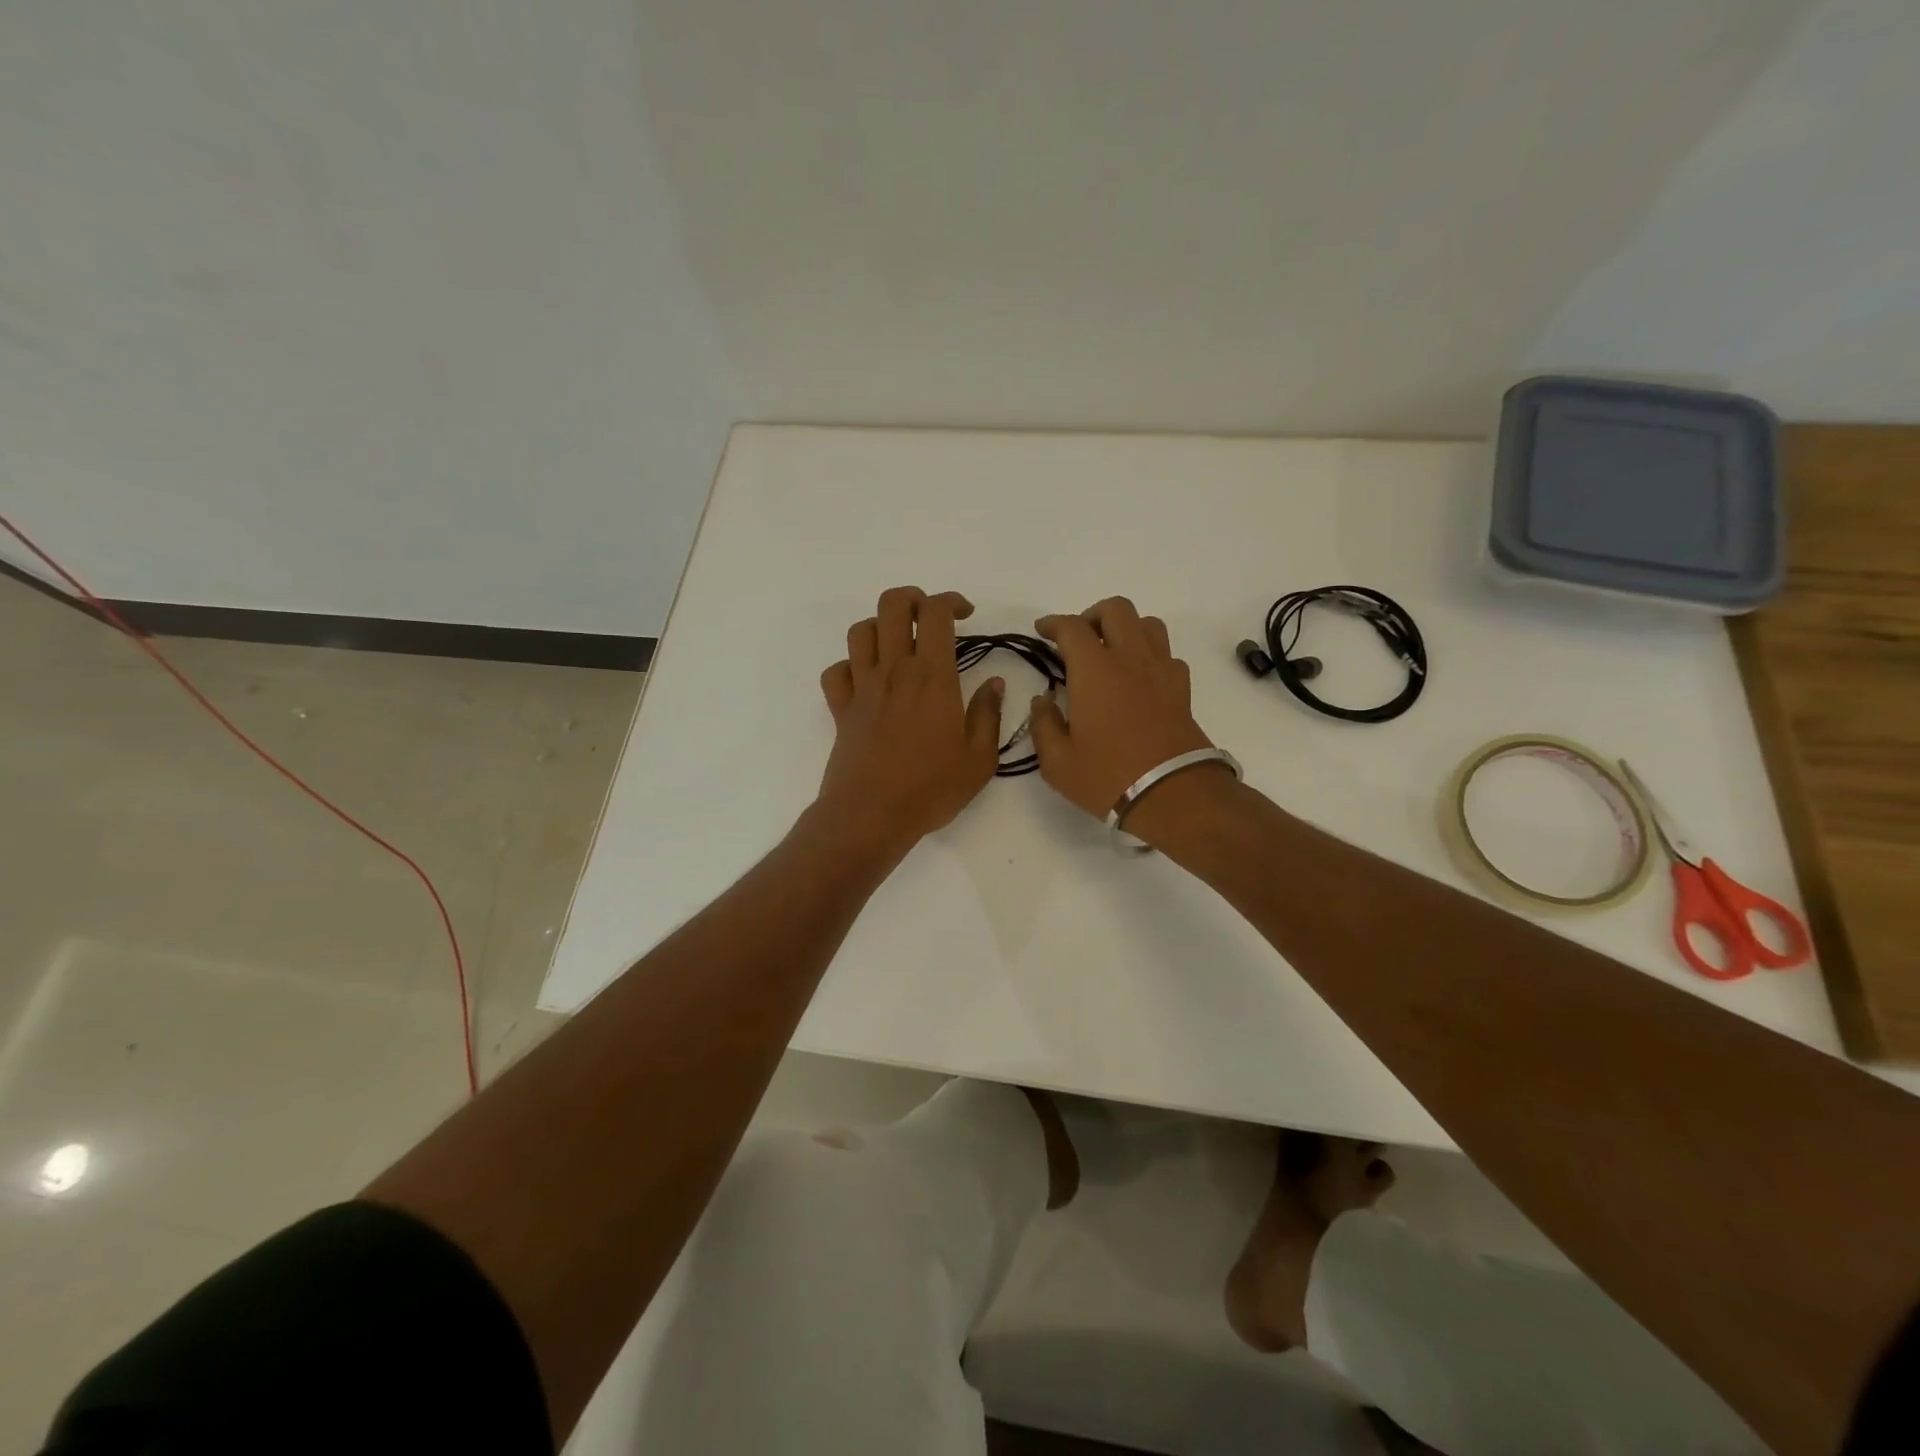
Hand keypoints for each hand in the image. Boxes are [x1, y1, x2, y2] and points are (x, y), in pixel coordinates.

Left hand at [815, 587, 1004, 858]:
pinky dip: (850, 666)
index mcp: (932, 677)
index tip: (966, 614)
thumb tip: (994, 682)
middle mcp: (894, 671)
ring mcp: (862, 688)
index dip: (951, 601)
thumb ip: (988, 714)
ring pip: (860, 631)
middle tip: (930, 618)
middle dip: (912, 599)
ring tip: (899, 644)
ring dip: (880, 626)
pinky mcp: (841, 709)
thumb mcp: (979, 759)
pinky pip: (836, 672)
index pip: (936, 613)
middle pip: (891, 606)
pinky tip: (867, 679)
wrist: (871, 816)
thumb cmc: (931, 789)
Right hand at [1029, 597, 1218, 822]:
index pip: (1071, 628)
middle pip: (1116, 609)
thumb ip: (1043, 725)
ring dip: (1125, 628)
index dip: (1053, 623)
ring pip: (1148, 623)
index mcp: (1095, 671)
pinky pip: (1166, 654)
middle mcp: (1130, 659)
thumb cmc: (1108, 777)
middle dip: (1092, 616)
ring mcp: (1161, 671)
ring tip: (1110, 652)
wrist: (1173, 795)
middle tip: (1077, 640)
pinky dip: (1149, 655)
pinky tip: (1138, 678)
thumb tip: (1043, 701)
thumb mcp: (1058, 762)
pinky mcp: (1181, 689)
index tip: (1042, 630)